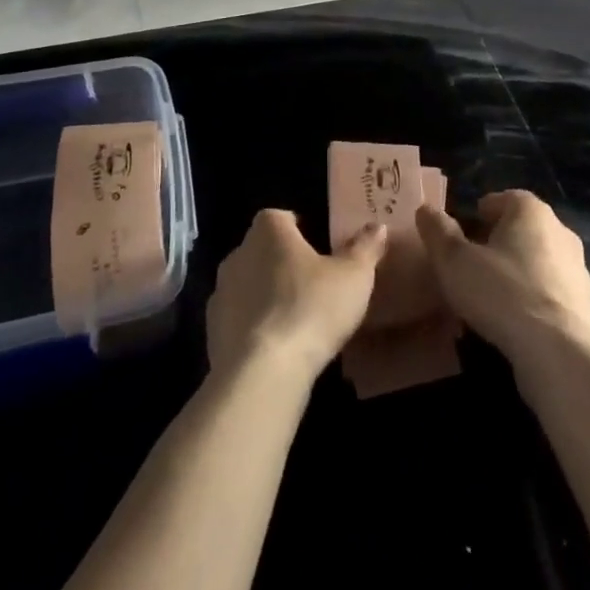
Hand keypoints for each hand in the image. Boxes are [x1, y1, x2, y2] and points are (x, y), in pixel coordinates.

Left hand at [206, 210, 387, 387]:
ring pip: (248, 285)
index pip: (281, 217)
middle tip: (314, 284)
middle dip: (283, 262)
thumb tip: (377, 226)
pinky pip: (238, 319)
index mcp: (269, 231)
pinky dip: (254, 326)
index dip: (300, 228)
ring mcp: (220, 293)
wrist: (262, 372)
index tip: (319, 247)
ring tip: (297, 318)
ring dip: (267, 295)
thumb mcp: (353, 276)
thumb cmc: (311, 309)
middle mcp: (238, 253)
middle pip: (263, 250)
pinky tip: (277, 346)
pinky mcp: (212, 331)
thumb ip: (365, 248)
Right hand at [415, 191, 589, 362]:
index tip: (468, 226)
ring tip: (493, 292)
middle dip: (501, 239)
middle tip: (474, 258)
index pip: (507, 198)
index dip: (485, 210)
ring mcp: (578, 269)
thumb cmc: (501, 292)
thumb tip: (426, 209)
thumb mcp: (454, 261)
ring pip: (540, 260)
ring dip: (519, 269)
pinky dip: (534, 297)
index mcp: (531, 212)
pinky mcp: (585, 304)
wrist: (558, 350)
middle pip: (525, 228)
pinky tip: (515, 318)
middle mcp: (560, 231)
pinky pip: (551, 291)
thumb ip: (438, 232)